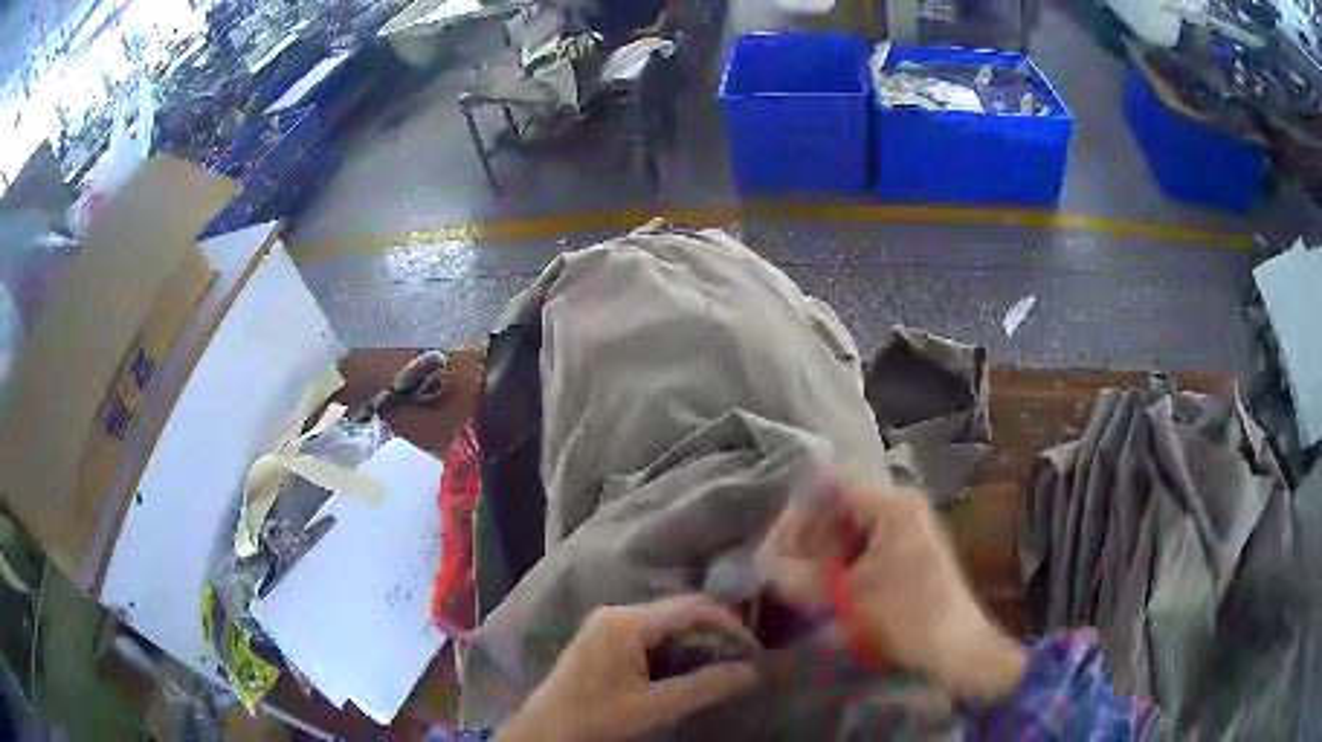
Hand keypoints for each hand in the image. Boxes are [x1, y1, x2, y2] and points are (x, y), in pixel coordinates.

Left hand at [495, 595, 759, 741]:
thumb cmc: (596, 717)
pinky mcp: (604, 637)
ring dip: (696, 640)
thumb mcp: (653, 706)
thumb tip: (751, 672)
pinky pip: (650, 632)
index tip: (754, 647)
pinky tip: (689, 666)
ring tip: (723, 662)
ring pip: (666, 622)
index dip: (728, 623)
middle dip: (714, 632)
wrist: (545, 729)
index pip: (691, 608)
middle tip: (743, 657)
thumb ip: (703, 687)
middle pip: (679, 612)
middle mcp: (617, 612)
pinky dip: (676, 646)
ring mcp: (608, 623)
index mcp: (626, 622)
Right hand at [757, 478, 1025, 701]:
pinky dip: (846, 563)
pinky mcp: (915, 551)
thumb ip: (798, 578)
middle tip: (785, 572)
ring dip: (825, 554)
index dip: (797, 517)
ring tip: (805, 585)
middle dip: (809, 539)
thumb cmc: (904, 617)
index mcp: (892, 505)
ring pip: (854, 529)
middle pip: (841, 508)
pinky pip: (870, 545)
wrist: (957, 649)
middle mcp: (904, 506)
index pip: (830, 489)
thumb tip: (764, 565)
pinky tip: (833, 590)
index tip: (776, 551)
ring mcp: (913, 528)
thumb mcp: (845, 599)